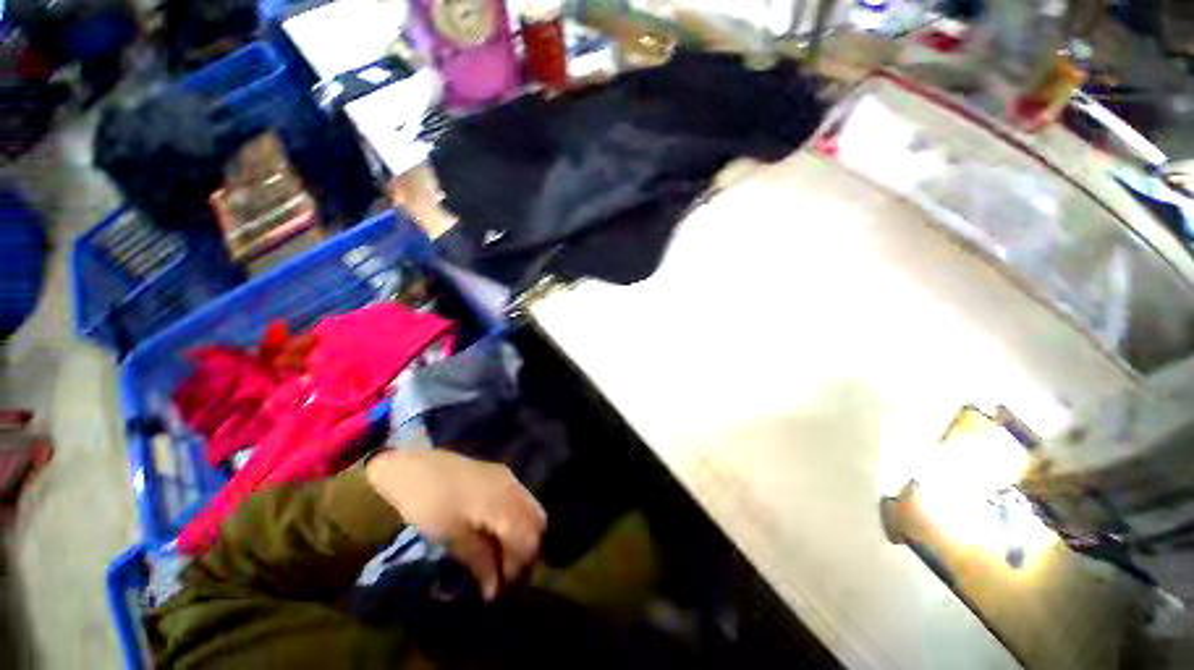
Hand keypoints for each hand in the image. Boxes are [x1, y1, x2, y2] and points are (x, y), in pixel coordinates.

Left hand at [365, 450, 546, 599]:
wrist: (414, 466)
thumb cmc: (430, 503)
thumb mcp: (451, 536)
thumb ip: (479, 561)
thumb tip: (495, 591)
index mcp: (503, 503)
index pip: (528, 538)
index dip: (519, 566)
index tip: (502, 586)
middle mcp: (514, 487)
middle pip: (538, 522)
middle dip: (529, 549)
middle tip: (507, 572)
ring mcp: (509, 478)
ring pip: (533, 510)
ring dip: (525, 535)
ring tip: (504, 556)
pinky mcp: (502, 475)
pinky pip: (523, 500)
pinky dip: (519, 520)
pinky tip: (501, 533)